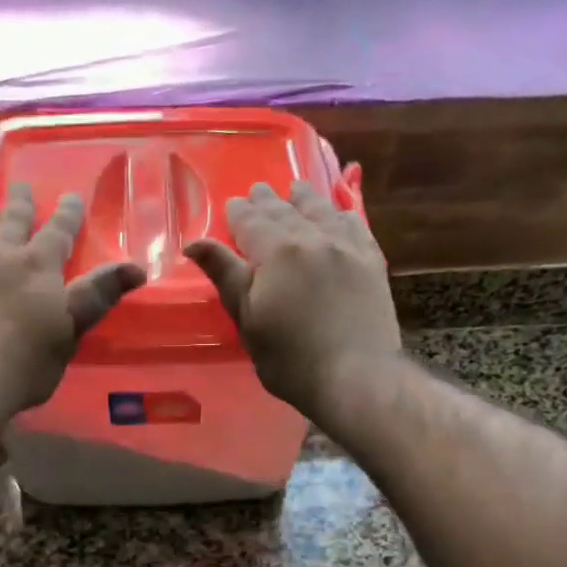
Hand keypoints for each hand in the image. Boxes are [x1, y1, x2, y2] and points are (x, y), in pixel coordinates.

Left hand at [0, 180, 144, 417]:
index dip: (67, 214)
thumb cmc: (26, 361)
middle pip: (10, 220)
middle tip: (19, 184)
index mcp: (38, 267)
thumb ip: (99, 295)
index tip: (71, 196)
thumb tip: (137, 266)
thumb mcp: (72, 329)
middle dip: (18, 202)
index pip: (58, 232)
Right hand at [186, 181, 401, 417]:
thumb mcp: (248, 320)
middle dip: (268, 200)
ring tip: (296, 190)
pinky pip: (355, 225)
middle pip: (285, 211)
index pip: (251, 221)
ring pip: (322, 211)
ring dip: (305, 198)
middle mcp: (313, 237)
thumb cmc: (291, 358)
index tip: (232, 204)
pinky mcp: (372, 262)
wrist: (357, 377)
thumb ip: (226, 275)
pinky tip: (338, 214)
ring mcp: (347, 247)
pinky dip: (341, 214)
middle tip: (257, 191)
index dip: (239, 212)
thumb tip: (195, 243)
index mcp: (277, 251)